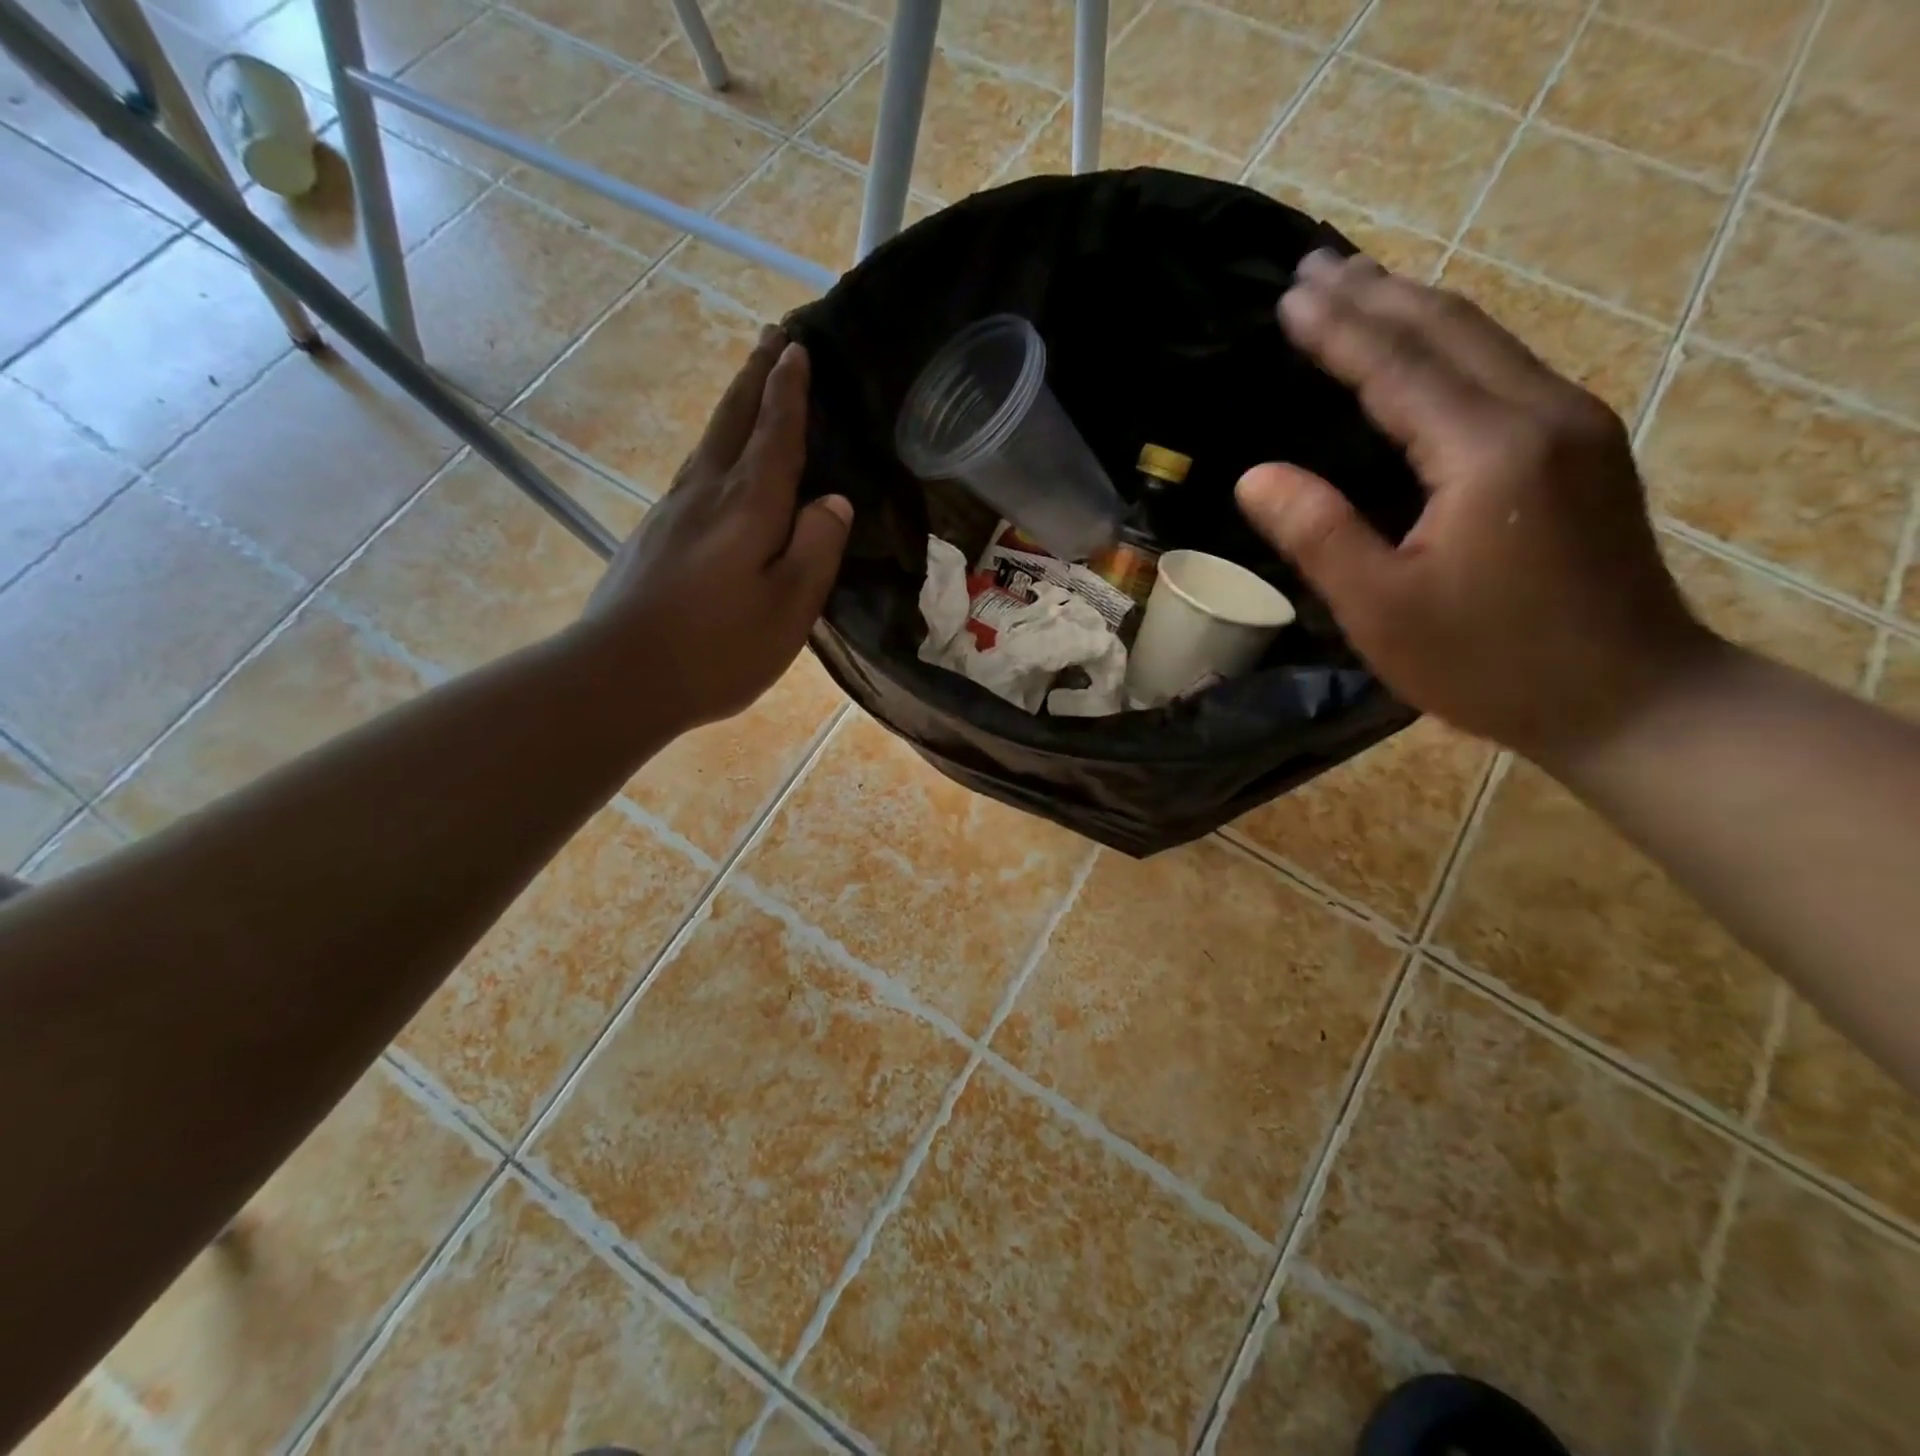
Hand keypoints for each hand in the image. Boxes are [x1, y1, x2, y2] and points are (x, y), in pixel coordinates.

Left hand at [578, 327, 851, 728]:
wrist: (621, 676)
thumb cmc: (718, 648)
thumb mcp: (788, 607)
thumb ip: (816, 549)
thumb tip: (833, 501)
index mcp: (747, 505)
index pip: (775, 433)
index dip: (789, 391)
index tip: (798, 347)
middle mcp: (706, 492)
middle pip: (734, 419)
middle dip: (757, 375)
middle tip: (773, 336)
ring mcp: (672, 511)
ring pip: (709, 441)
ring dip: (734, 404)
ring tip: (751, 382)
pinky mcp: (654, 536)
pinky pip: (694, 471)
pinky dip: (715, 446)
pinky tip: (717, 460)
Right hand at [1236, 250, 1718, 764]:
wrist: (1629, 697)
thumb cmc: (1490, 663)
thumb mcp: (1382, 610)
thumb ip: (1319, 534)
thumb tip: (1255, 475)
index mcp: (1488, 451)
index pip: (1399, 367)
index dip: (1339, 331)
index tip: (1289, 297)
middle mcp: (1541, 415)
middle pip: (1450, 330)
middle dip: (1378, 294)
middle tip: (1315, 266)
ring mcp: (1574, 427)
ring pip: (1485, 341)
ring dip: (1417, 308)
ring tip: (1361, 286)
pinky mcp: (1583, 449)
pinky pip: (1503, 370)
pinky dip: (1451, 343)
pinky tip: (1426, 346)